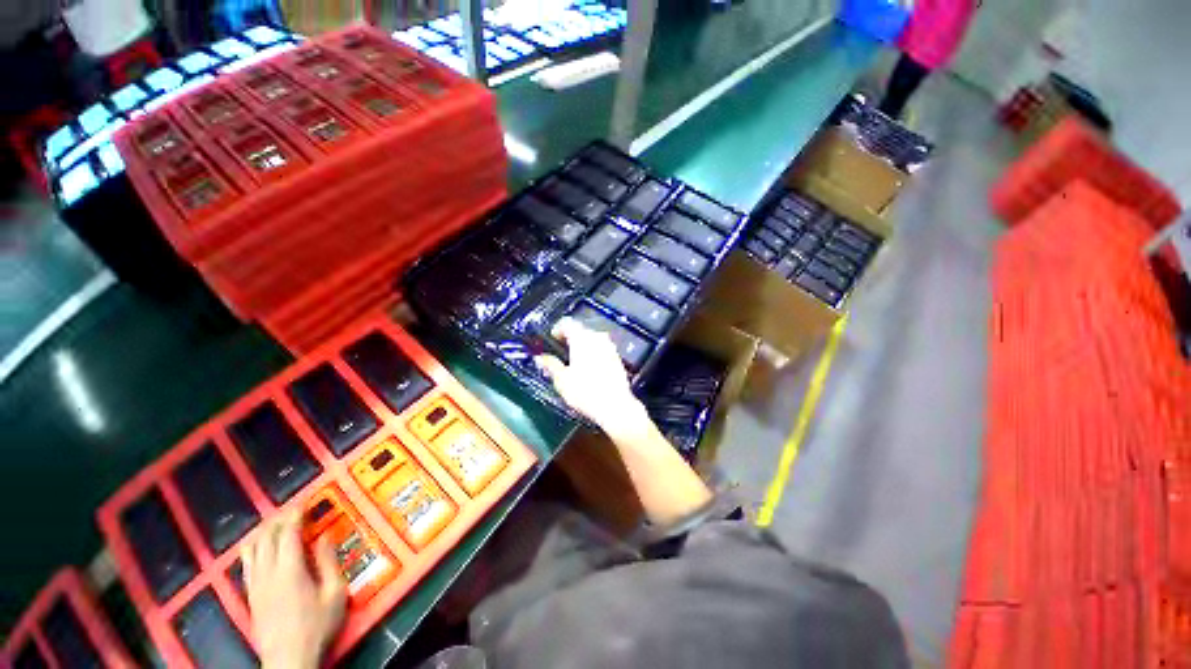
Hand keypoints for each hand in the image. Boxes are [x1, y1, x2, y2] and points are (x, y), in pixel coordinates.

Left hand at [242, 511, 345, 668]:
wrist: (288, 657)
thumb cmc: (316, 624)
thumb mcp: (334, 593)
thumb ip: (329, 562)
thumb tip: (325, 537)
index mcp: (290, 569)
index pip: (288, 533)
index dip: (295, 514)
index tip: (304, 502)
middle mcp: (267, 573)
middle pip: (267, 537)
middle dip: (279, 519)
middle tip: (292, 510)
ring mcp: (255, 584)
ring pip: (252, 549)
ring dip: (263, 532)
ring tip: (274, 524)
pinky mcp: (249, 595)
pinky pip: (246, 564)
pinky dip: (253, 549)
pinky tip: (259, 549)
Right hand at [534, 317, 646, 428]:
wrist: (615, 406)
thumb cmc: (585, 392)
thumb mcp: (562, 380)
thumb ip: (550, 365)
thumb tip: (540, 357)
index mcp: (582, 338)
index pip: (567, 323)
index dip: (557, 330)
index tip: (551, 341)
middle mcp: (597, 338)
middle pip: (580, 331)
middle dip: (569, 340)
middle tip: (560, 354)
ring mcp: (610, 347)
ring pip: (592, 341)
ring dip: (582, 347)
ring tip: (573, 363)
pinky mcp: (617, 358)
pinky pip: (601, 350)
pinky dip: (593, 355)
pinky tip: (589, 370)